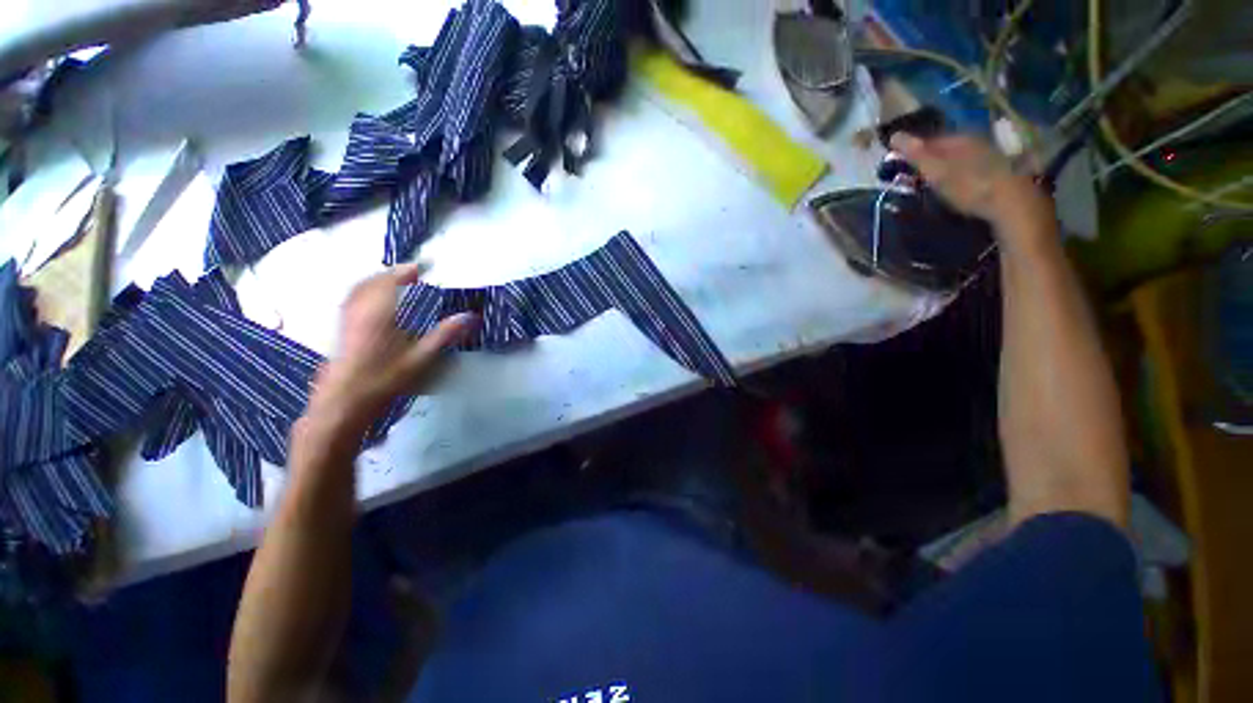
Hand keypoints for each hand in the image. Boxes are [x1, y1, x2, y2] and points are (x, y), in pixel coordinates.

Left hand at [306, 264, 476, 437]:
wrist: (344, 402)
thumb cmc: (384, 379)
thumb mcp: (421, 358)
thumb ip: (444, 335)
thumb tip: (469, 317)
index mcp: (379, 313)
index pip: (390, 282)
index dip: (404, 271)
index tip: (420, 267)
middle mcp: (359, 311)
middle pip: (370, 282)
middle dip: (389, 274)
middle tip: (409, 273)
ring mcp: (346, 320)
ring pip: (357, 290)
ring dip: (375, 282)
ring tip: (392, 283)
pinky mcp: (341, 330)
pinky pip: (351, 300)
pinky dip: (364, 293)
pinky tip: (373, 303)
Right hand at [889, 134, 1054, 246]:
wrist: (1012, 203)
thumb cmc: (969, 185)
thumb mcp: (937, 170)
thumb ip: (916, 154)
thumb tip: (893, 135)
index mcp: (960, 139)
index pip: (931, 140)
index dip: (914, 149)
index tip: (899, 163)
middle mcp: (976, 143)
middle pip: (947, 149)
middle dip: (931, 159)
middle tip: (914, 174)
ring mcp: (990, 158)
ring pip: (960, 159)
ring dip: (946, 168)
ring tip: (933, 183)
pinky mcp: (999, 174)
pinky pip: (972, 171)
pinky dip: (960, 177)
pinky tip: (956, 188)